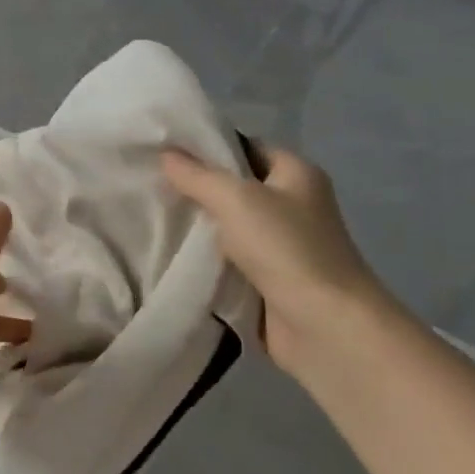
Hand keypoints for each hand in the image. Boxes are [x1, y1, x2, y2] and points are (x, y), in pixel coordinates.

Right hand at [163, 144, 390, 373]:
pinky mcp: (268, 280)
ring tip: (151, 216)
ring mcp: (282, 246)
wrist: (324, 325)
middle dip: (196, 189)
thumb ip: (197, 176)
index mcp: (297, 174)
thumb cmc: (286, 248)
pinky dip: (205, 260)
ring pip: (229, 227)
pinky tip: (170, 254)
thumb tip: (165, 153)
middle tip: (151, 184)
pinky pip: (229, 261)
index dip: (209, 148)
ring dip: (198, 228)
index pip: (246, 148)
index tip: (165, 151)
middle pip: (235, 188)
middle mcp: (293, 205)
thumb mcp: (236, 199)